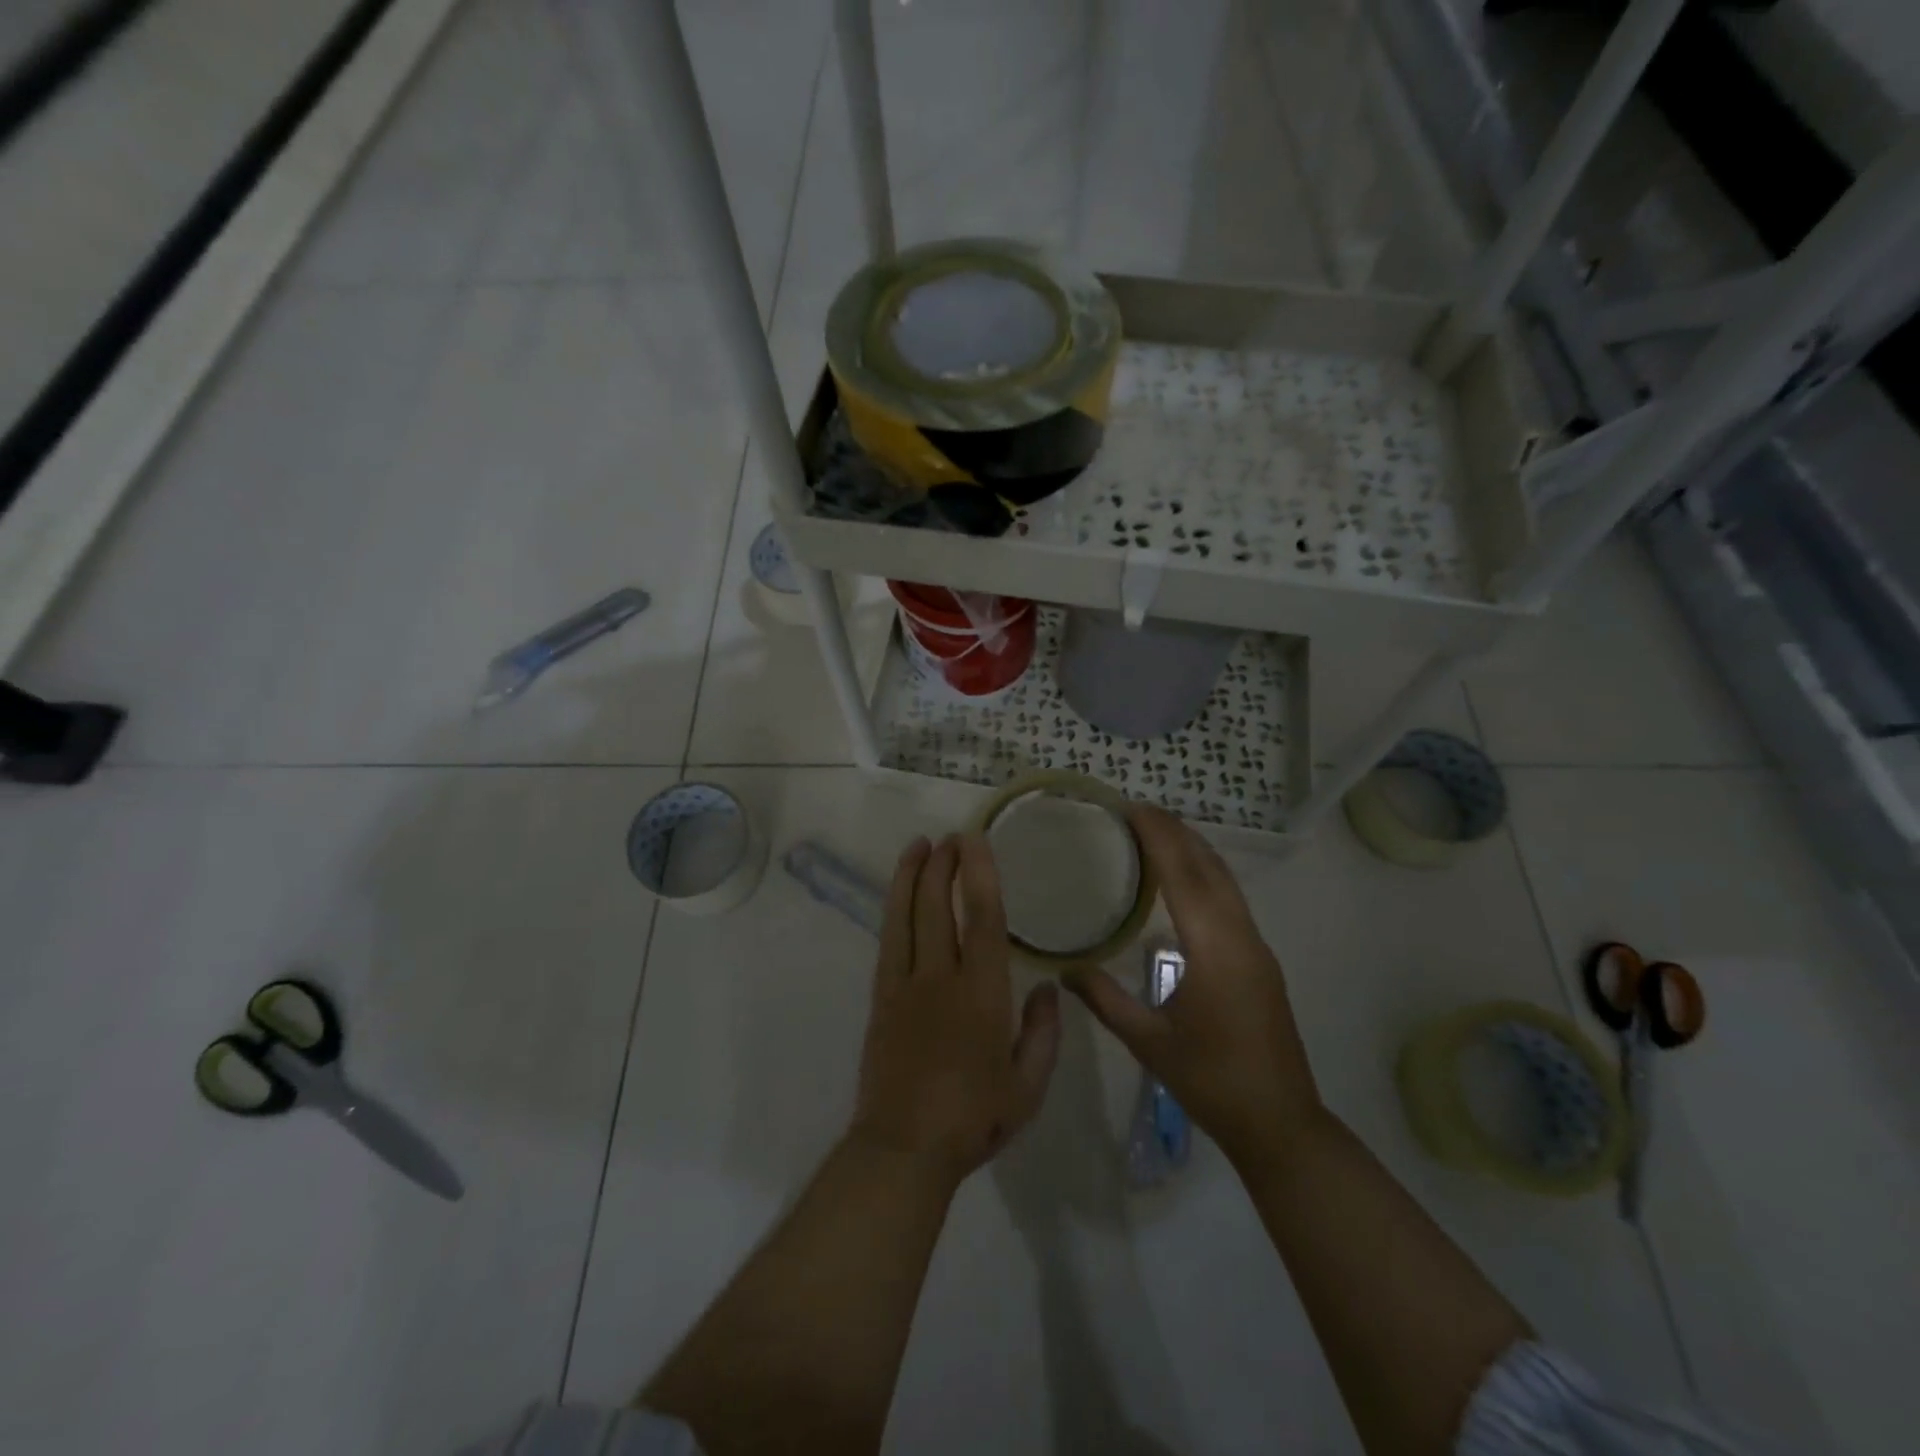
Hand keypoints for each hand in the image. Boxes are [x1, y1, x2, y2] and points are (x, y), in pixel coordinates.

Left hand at [850, 834, 1061, 1192]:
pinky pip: (887, 941)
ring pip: (904, 916)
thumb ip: (1043, 1034)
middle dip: (942, 865)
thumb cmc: (973, 1119)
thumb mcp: (1028, 1087)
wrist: (904, 1149)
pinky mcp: (881, 998)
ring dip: (911, 875)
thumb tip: (1047, 988)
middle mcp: (940, 978)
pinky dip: (893, 909)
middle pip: (937, 906)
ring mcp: (904, 985)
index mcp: (982, 994)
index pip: (981, 918)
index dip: (979, 873)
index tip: (975, 840)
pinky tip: (899, 895)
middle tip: (951, 837)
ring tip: (919, 845)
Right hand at [1065, 806, 1322, 1171]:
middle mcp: (1241, 937)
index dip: (1159, 838)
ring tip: (1158, 833)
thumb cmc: (1211, 1081)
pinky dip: (1205, 875)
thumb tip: (1064, 971)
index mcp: (1215, 949)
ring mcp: (1257, 947)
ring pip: (1226, 882)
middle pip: (1210, 868)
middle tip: (1138, 811)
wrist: (1280, 1122)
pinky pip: (1231, 900)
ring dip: (1194, 851)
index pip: (1184, 876)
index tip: (1132, 808)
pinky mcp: (1260, 960)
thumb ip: (1105, 1001)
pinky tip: (1184, 882)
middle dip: (1177, 833)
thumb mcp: (1148, 1042)